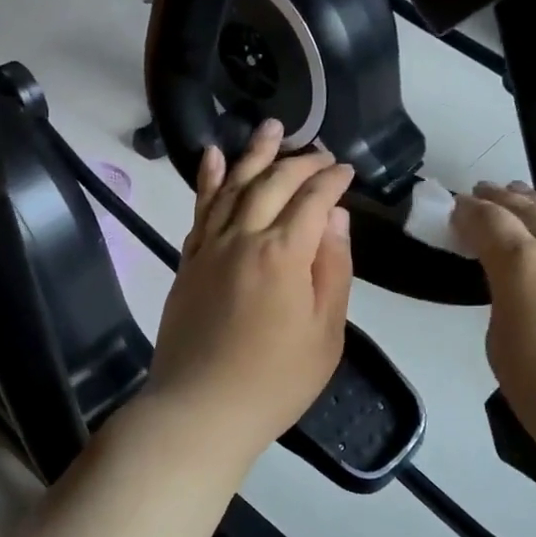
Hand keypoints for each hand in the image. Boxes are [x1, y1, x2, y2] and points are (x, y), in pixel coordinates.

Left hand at [146, 119, 354, 467]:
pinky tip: (213, 156)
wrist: (200, 409)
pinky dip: (207, 179)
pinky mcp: (188, 260)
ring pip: (234, 185)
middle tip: (320, 151)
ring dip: (254, 154)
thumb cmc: (275, 381)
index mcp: (284, 254)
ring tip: (272, 127)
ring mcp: (210, 246)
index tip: (347, 171)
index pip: (313, 200)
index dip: (333, 180)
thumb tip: (335, 216)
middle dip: (300, 161)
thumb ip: (333, 269)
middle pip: (274, 183)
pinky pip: (199, 209)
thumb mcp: (325, 333)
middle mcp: (244, 237)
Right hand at [451, 183, 535, 499]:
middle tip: (485, 191)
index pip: (488, 222)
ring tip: (526, 195)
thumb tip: (521, 292)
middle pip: (529, 209)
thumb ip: (505, 308)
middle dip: (502, 199)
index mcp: (524, 266)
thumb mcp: (505, 356)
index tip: (457, 207)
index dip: (468, 212)